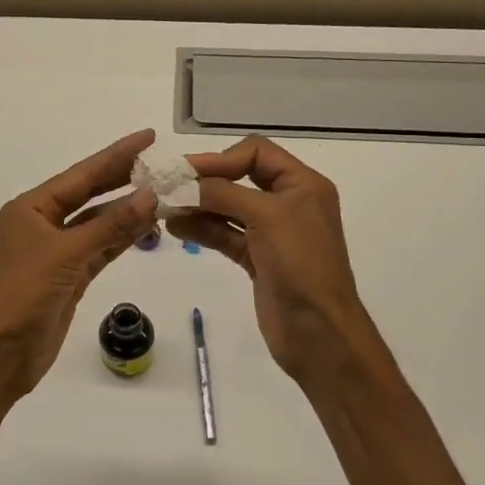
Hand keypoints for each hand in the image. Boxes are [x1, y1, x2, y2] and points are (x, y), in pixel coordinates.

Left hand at [0, 130, 158, 399]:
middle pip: (90, 194)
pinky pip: (101, 250)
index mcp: (31, 208)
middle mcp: (43, 224)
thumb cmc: (22, 295)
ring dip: (128, 212)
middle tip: (161, 163)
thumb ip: (110, 226)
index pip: (82, 175)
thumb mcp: (66, 255)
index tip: (147, 137)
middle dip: (123, 179)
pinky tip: (147, 228)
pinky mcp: (69, 278)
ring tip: (164, 194)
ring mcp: (57, 252)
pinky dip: (122, 239)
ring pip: (98, 224)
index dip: (116, 155)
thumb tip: (149, 195)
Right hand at [168, 136, 387, 385]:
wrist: (319, 332)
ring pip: (228, 207)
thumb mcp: (266, 216)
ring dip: (198, 205)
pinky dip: (201, 229)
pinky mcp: (257, 258)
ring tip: (165, 208)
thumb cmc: (301, 264)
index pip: (257, 152)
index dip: (221, 157)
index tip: (187, 170)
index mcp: (302, 184)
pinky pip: (224, 234)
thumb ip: (223, 193)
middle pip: (239, 177)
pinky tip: (176, 227)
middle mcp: (288, 203)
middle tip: (168, 186)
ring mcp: (271, 232)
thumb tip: (183, 183)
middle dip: (205, 181)